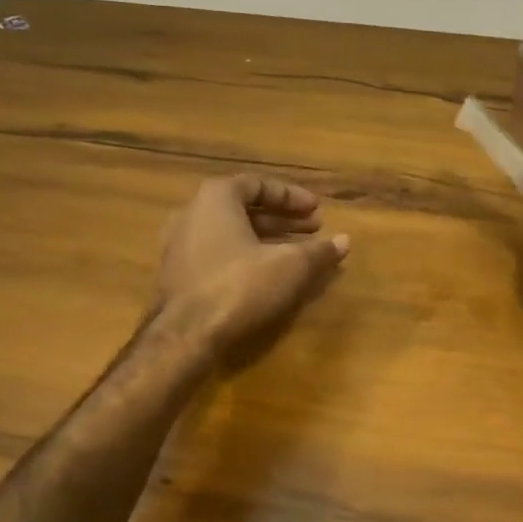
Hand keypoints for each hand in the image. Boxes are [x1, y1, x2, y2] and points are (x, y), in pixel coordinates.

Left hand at [156, 175, 349, 359]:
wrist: (185, 337)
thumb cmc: (240, 286)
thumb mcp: (290, 266)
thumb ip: (319, 251)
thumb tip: (345, 241)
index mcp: (216, 198)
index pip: (258, 185)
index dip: (292, 196)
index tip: (317, 210)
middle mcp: (192, 214)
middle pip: (244, 209)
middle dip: (283, 219)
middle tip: (314, 229)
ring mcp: (179, 246)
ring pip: (231, 233)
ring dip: (266, 239)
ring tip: (298, 253)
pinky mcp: (177, 276)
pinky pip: (218, 254)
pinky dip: (246, 256)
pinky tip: (269, 275)